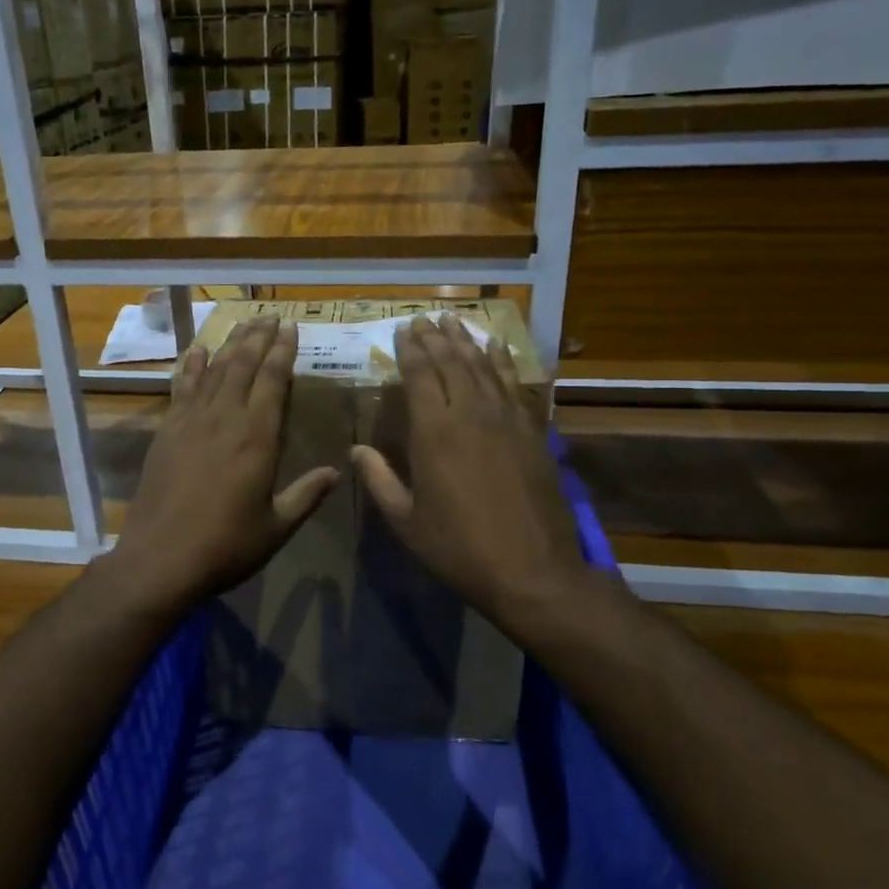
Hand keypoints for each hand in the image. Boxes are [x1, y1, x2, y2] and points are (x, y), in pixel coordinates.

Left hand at [109, 316, 338, 610]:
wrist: (160, 558)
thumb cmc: (225, 546)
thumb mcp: (276, 527)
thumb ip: (306, 495)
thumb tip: (336, 472)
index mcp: (257, 438)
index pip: (273, 381)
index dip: (283, 352)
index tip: (291, 328)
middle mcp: (225, 419)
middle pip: (243, 366)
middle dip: (259, 337)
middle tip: (270, 316)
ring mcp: (191, 422)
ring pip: (214, 371)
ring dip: (230, 344)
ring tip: (244, 324)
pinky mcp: (167, 432)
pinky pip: (182, 388)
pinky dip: (192, 367)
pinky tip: (199, 351)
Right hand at [352, 314, 595, 635]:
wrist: (532, 570)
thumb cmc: (459, 548)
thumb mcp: (406, 521)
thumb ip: (379, 479)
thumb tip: (356, 449)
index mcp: (434, 433)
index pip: (419, 376)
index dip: (409, 349)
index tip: (402, 329)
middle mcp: (470, 415)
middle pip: (451, 363)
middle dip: (435, 338)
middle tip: (424, 318)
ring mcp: (507, 420)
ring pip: (483, 367)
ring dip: (467, 342)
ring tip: (454, 321)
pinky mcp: (533, 432)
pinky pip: (515, 386)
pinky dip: (504, 363)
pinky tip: (498, 348)